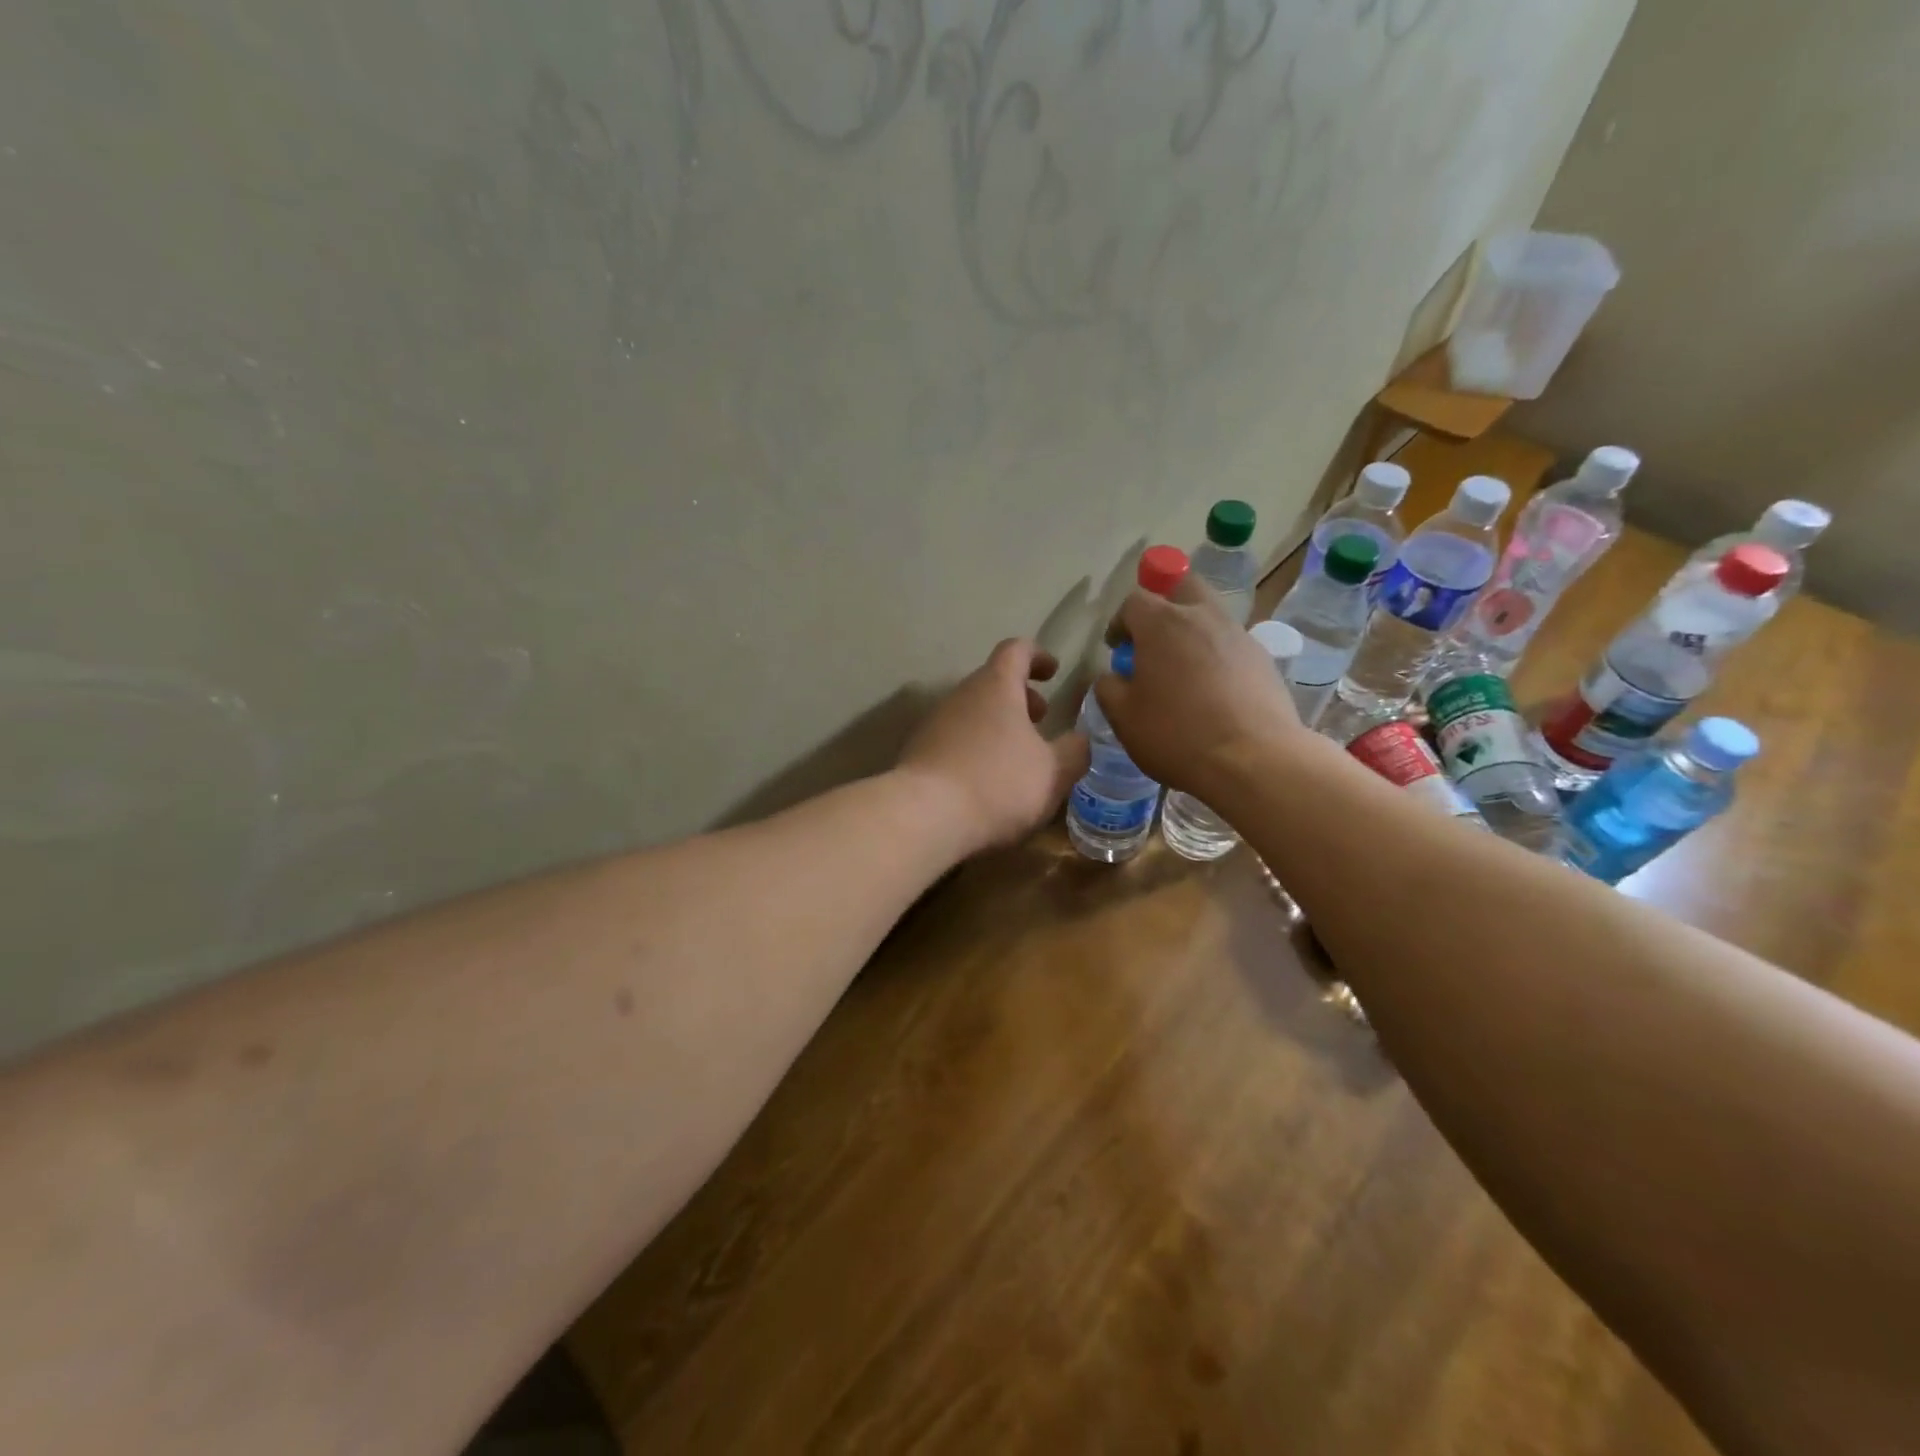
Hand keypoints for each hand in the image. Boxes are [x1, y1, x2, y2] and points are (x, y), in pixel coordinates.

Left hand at [897, 639, 1091, 854]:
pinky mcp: (918, 753)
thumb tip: (1081, 740)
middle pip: (992, 682)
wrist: (924, 817)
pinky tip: (986, 782)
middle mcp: (961, 696)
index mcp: (996, 686)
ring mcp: (934, 723)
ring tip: (1017, 758)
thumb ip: (1074, 752)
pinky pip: (954, 740)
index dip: (1037, 656)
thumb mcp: (1053, 772)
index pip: (1016, 650)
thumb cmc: (997, 784)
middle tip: (1041, 721)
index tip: (1052, 672)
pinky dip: (975, 749)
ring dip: (997, 726)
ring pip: (972, 713)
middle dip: (1020, 698)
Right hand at [1095, 575, 1305, 800]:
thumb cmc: (1176, 735)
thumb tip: (1113, 676)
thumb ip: (1109, 687)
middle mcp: (1202, 616)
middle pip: (1182, 586)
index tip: (1117, 648)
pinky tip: (1213, 693)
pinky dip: (1217, 657)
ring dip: (1192, 631)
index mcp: (1162, 623)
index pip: (1134, 601)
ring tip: (1184, 673)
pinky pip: (1231, 645)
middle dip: (1164, 603)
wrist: (1253, 760)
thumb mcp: (1123, 717)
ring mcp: (1238, 635)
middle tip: (1154, 640)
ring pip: (1210, 615)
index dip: (1120, 623)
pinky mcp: (1263, 659)